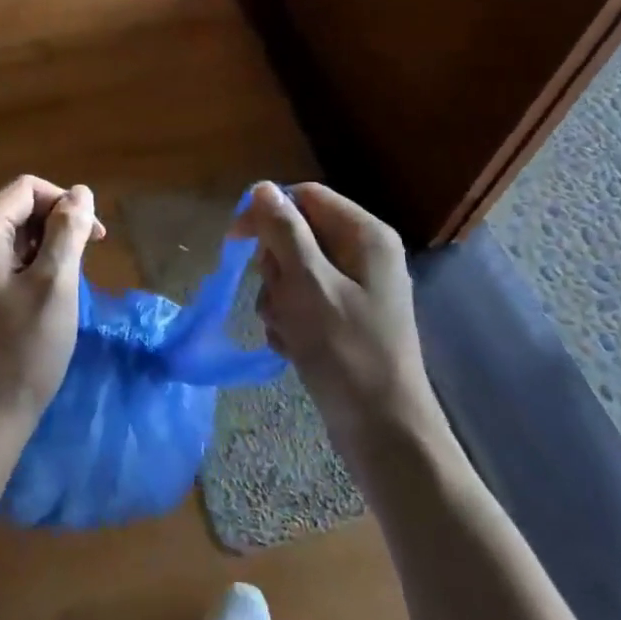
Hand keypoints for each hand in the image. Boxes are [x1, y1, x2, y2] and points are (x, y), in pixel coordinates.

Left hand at [0, 176, 104, 453]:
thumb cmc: (22, 351)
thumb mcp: (55, 285)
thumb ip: (68, 232)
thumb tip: (81, 192)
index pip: (26, 189)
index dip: (65, 202)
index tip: (94, 236)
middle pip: (18, 210)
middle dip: (58, 225)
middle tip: (87, 262)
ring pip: (14, 239)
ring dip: (48, 249)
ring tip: (70, 285)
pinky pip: (5, 265)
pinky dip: (32, 270)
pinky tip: (49, 300)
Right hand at [235, 181, 446, 458]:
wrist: (384, 431)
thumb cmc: (346, 351)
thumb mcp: (307, 285)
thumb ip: (283, 232)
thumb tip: (262, 188)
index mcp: (364, 234)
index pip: (304, 197)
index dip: (267, 213)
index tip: (236, 242)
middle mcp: (363, 253)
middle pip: (296, 234)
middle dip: (275, 268)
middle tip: (281, 300)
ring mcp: (355, 288)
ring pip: (293, 271)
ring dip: (278, 299)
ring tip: (289, 331)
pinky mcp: (344, 318)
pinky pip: (302, 301)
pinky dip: (290, 321)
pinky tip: (293, 347)